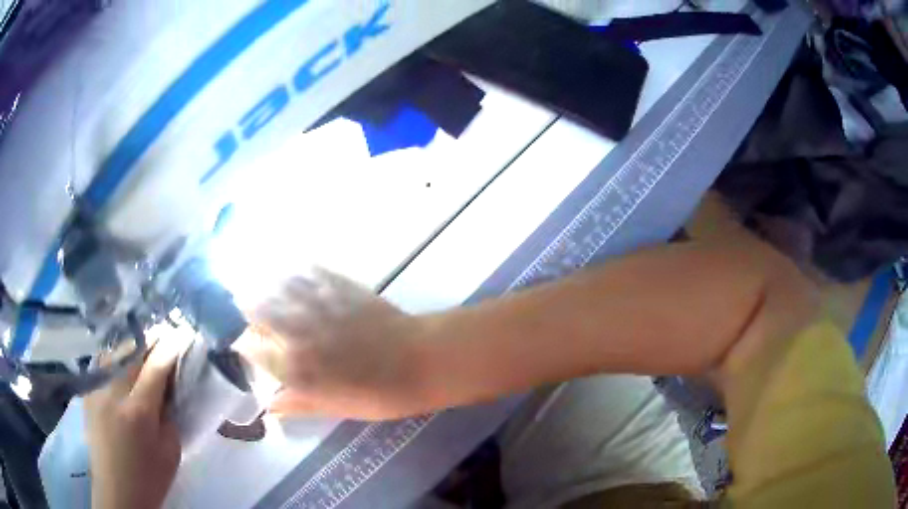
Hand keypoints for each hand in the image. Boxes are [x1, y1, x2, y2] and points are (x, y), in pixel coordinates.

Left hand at [84, 338, 185, 508]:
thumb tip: (169, 387)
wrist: (117, 491)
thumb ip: (170, 415)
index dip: (170, 346)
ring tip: (144, 347)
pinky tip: (123, 364)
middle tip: (165, 335)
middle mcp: (113, 392)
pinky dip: (117, 357)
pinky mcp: (88, 392)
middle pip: (132, 351)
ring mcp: (96, 389)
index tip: (182, 332)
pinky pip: (103, 364)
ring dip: (133, 346)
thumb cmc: (150, 478)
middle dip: (151, 340)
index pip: (156, 366)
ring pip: (115, 351)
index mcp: (139, 411)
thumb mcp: (171, 451)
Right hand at [235, 268, 425, 420]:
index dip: (245, 344)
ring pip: (280, 287)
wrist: (420, 362)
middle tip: (244, 304)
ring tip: (259, 280)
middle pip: (260, 310)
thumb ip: (298, 404)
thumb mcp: (335, 407)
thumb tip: (269, 406)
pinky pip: (313, 273)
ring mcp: (319, 306)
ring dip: (267, 283)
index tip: (243, 342)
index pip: (254, 349)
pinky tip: (296, 266)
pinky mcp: (341, 288)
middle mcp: (299, 332)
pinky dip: (300, 269)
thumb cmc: (379, 395)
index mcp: (296, 366)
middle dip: (248, 307)